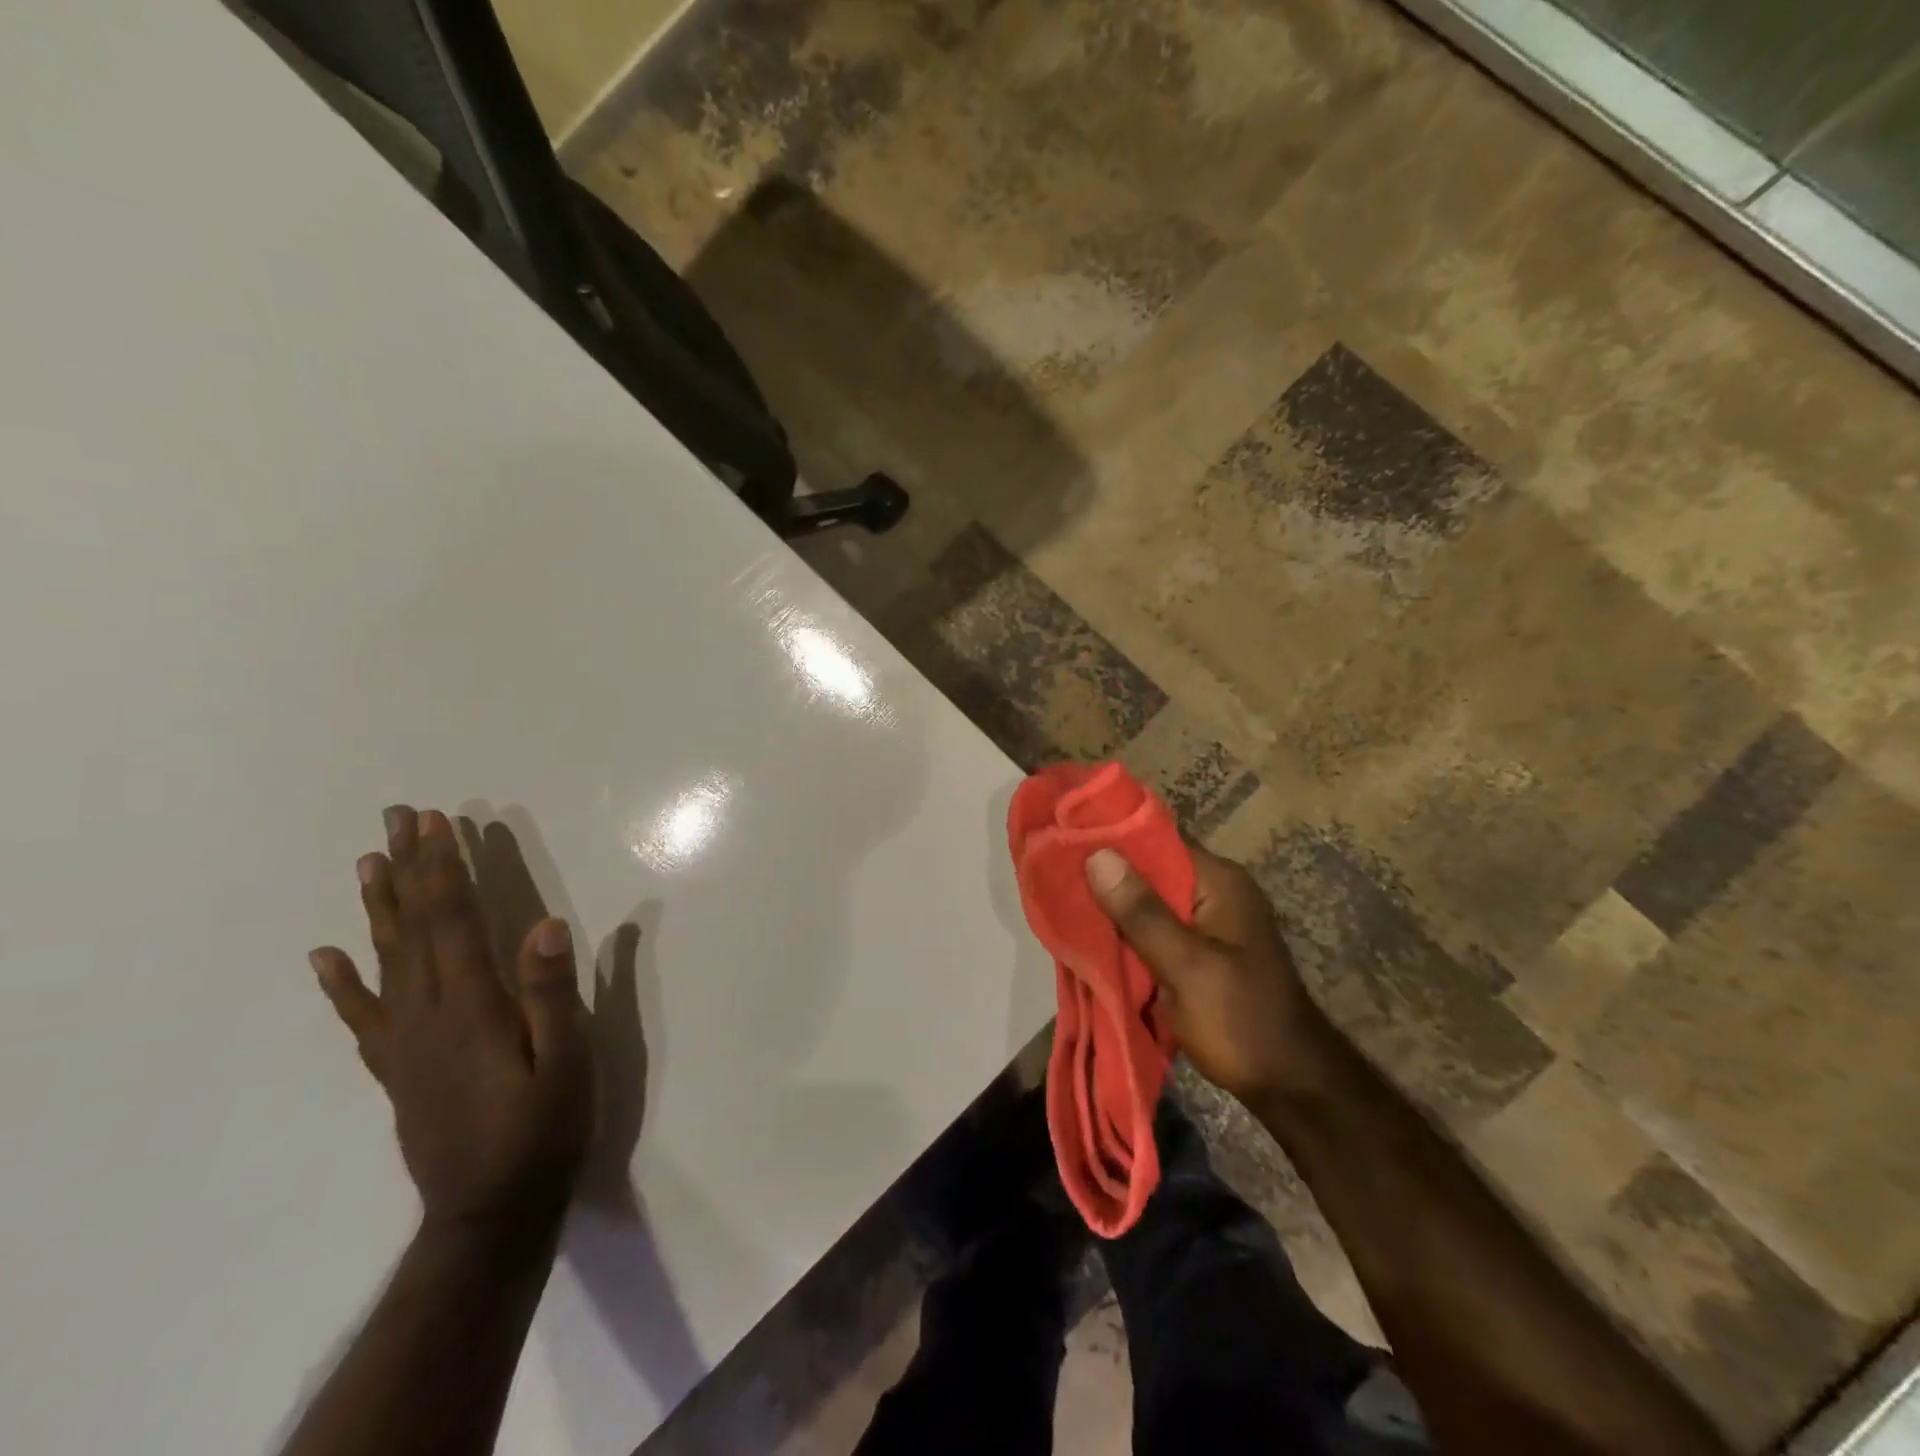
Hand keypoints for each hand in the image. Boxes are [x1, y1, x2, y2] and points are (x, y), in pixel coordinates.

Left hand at [309, 807, 594, 1236]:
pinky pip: (363, 1016)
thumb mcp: (568, 1063)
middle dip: (411, 868)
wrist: (489, 1214)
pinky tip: (326, 956)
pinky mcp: (398, 1068)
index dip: (446, 869)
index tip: (438, 823)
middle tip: (401, 818)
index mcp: (472, 1009)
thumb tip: (545, 924)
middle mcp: (427, 1016)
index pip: (454, 922)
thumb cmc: (544, 1132)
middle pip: (414, 928)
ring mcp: (405, 1043)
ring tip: (369, 861)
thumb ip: (553, 994)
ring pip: (385, 960)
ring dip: (378, 906)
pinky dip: (342, 983)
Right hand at [1085, 844, 1332, 1106]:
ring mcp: (1208, 923)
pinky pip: (1155, 931)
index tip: (1062, 843)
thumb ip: (1141, 912)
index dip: (1110, 840)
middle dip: (1105, 880)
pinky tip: (1092, 941)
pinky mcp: (1200, 952)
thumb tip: (1096, 855)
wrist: (1290, 1085)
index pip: (1155, 840)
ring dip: (1113, 911)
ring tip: (1061, 907)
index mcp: (1218, 882)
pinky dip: (1127, 936)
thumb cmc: (1241, 1020)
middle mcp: (1214, 892)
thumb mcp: (1187, 966)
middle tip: (1053, 881)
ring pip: (1148, 904)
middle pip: (1148, 872)